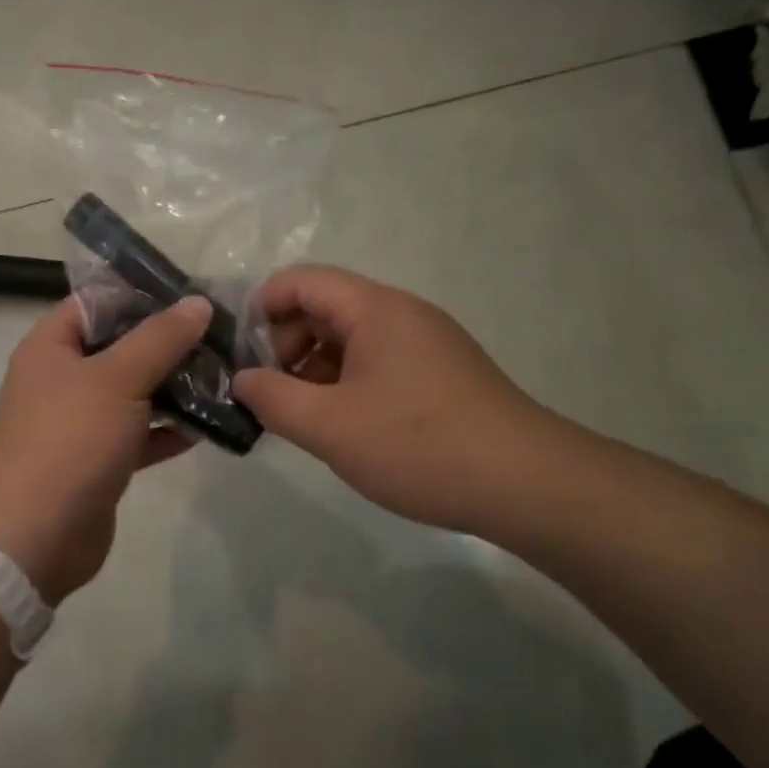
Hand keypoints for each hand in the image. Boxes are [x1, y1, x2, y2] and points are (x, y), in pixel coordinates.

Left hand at [0, 295, 210, 603]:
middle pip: (120, 347)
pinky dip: (168, 430)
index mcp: (51, 347)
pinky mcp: (98, 460)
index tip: (193, 297)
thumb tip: (198, 303)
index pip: (97, 303)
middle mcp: (61, 379)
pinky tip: (210, 425)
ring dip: (174, 387)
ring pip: (133, 392)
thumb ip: (160, 338)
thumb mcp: (118, 378)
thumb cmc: (70, 440)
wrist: (36, 537)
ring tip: (226, 377)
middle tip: (222, 338)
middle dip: (168, 344)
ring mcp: (79, 422)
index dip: (142, 296)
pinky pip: (138, 434)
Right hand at [232, 265, 555, 531]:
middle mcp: (402, 314)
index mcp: (376, 309)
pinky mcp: (439, 375)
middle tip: (269, 395)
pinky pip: (376, 363)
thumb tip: (241, 381)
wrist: (527, 486)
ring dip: (314, 370)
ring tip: (300, 417)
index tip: (241, 357)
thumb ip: (272, 399)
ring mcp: (425, 344)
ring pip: (349, 339)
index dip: (261, 310)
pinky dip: (345, 385)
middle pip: (324, 308)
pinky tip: (341, 427)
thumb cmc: (420, 446)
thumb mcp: (330, 427)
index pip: (301, 281)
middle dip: (285, 345)